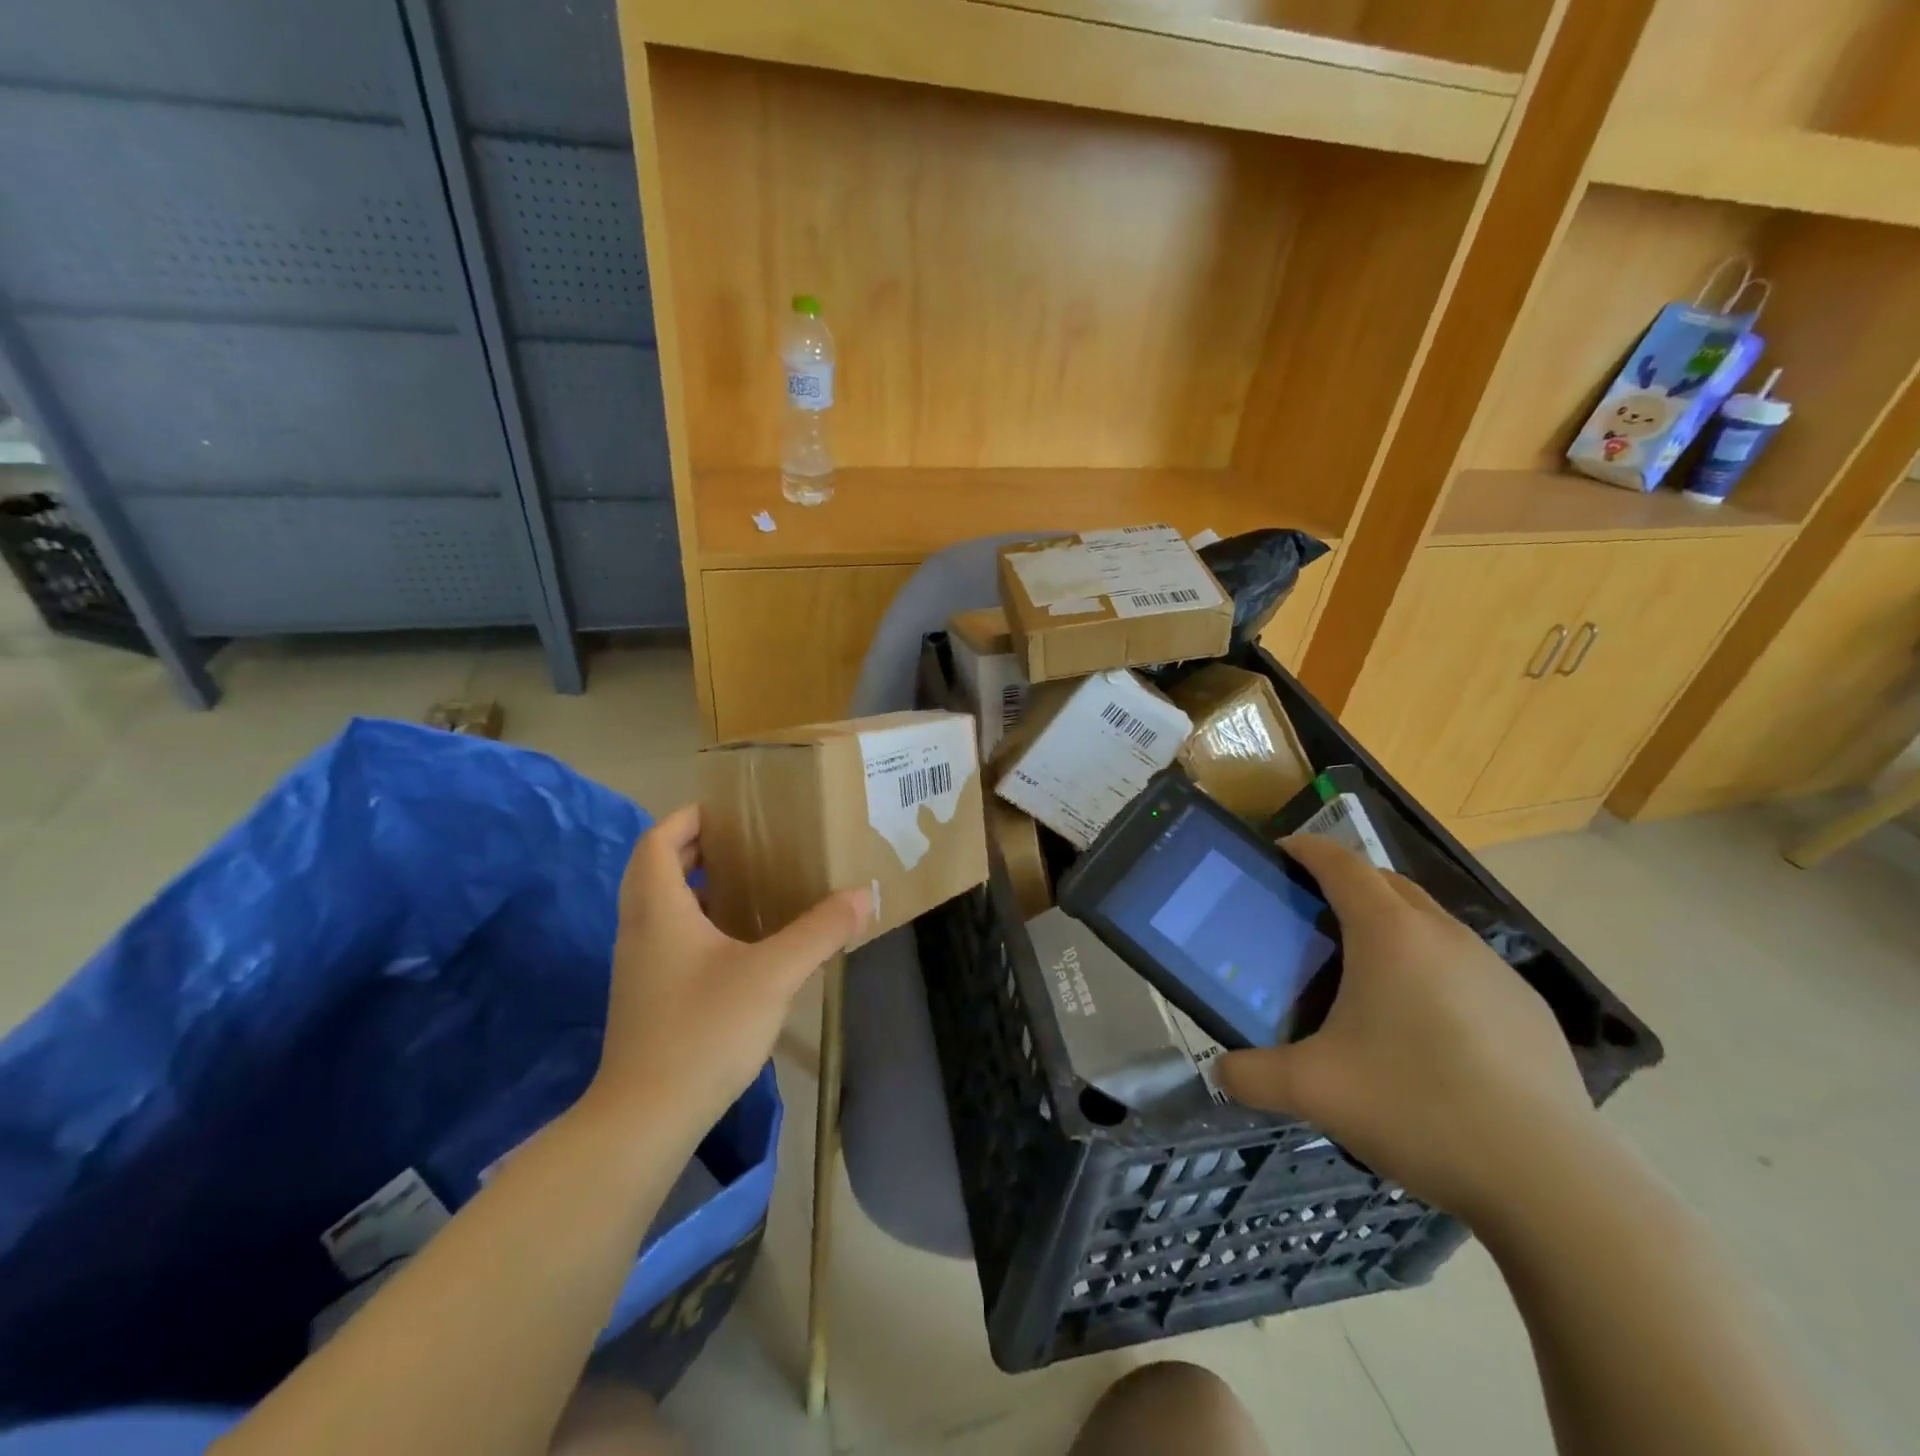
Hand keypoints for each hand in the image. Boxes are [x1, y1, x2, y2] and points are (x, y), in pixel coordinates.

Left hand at [586, 805, 869, 1134]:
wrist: (644, 1119)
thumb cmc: (704, 1031)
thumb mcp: (773, 975)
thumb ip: (819, 931)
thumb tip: (864, 895)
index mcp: (659, 909)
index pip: (658, 841)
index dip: (687, 818)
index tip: (726, 810)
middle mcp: (639, 929)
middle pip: (654, 869)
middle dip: (693, 847)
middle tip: (742, 842)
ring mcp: (638, 966)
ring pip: (658, 905)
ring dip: (693, 885)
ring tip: (744, 883)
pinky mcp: (645, 997)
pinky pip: (665, 937)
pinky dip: (694, 921)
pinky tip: (735, 943)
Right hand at [1217, 835, 1603, 1224]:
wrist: (1552, 1181)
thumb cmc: (1418, 1107)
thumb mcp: (1314, 1091)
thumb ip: (1252, 1075)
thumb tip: (1220, 1072)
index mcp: (1389, 934)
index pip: (1341, 863)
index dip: (1306, 849)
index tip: (1280, 854)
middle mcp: (1443, 935)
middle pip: (1387, 882)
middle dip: (1347, 883)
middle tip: (1311, 917)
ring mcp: (1494, 970)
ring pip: (1430, 923)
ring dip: (1393, 926)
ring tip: (1365, 975)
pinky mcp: (1527, 1009)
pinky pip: (1464, 965)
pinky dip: (1432, 969)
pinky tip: (1426, 1029)